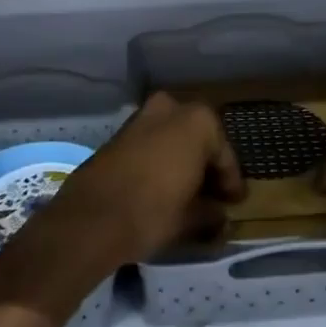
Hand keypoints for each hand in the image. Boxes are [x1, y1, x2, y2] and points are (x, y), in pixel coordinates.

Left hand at [39, 93, 244, 265]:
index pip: (225, 156)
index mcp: (198, 121)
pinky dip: (161, 160)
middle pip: (199, 140)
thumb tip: (221, 217)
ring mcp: (142, 117)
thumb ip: (212, 213)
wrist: (90, 218)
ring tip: (188, 192)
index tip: (235, 203)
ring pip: (173, 138)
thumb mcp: (191, 218)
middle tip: (213, 195)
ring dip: (182, 160)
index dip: (231, 183)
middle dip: (206, 165)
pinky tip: (162, 186)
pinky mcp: (119, 133)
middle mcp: (172, 108)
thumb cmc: (152, 211)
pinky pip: (151, 143)